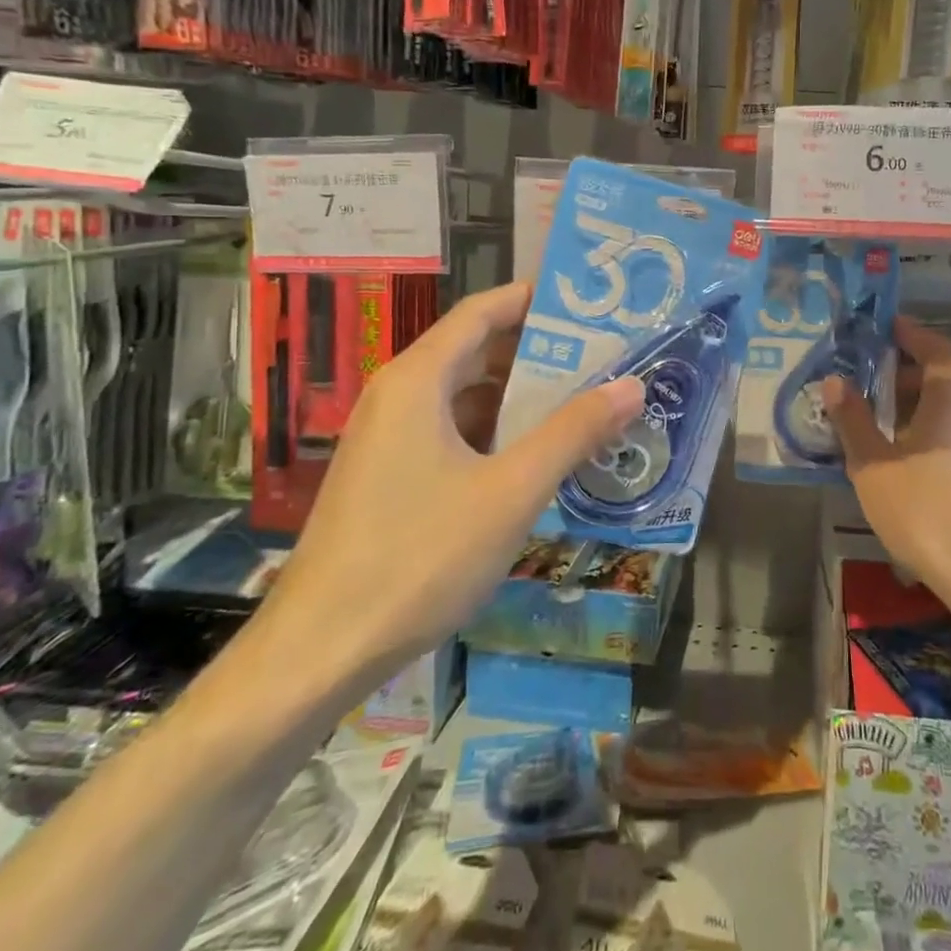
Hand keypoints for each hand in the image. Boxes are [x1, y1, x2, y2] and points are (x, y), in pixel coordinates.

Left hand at [260, 283, 642, 689]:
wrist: (319, 651)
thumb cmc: (419, 557)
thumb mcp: (511, 491)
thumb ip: (572, 433)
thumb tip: (631, 385)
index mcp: (418, 379)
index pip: (482, 311)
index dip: (534, 299)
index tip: (590, 304)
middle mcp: (398, 395)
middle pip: (475, 350)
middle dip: (539, 351)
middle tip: (604, 356)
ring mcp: (389, 438)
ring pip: (465, 396)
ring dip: (521, 397)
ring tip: (584, 402)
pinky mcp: (389, 476)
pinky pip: (451, 432)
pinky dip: (496, 432)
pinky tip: (537, 457)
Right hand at [824, 316, 950, 604]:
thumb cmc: (923, 508)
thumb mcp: (873, 463)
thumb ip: (853, 420)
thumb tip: (835, 381)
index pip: (938, 350)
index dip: (913, 334)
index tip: (887, 326)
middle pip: (948, 376)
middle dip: (912, 368)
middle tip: (876, 371)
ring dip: (921, 399)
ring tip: (883, 412)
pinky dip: (931, 425)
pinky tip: (905, 451)